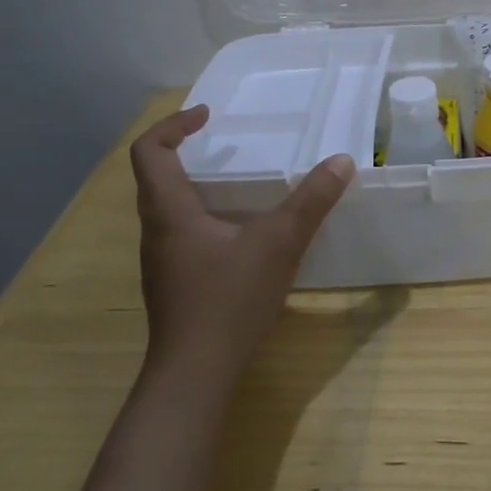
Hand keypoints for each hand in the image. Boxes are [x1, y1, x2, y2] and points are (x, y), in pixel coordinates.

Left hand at [128, 105, 352, 383]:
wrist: (195, 374)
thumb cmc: (228, 301)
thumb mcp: (278, 244)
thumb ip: (311, 201)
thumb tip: (341, 161)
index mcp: (169, 212)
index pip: (149, 151)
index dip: (173, 125)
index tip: (207, 115)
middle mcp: (157, 231)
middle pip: (156, 178)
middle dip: (187, 152)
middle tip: (227, 144)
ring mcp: (163, 261)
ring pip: (170, 209)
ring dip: (197, 186)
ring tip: (241, 184)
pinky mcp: (176, 284)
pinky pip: (184, 234)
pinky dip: (207, 217)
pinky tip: (243, 235)